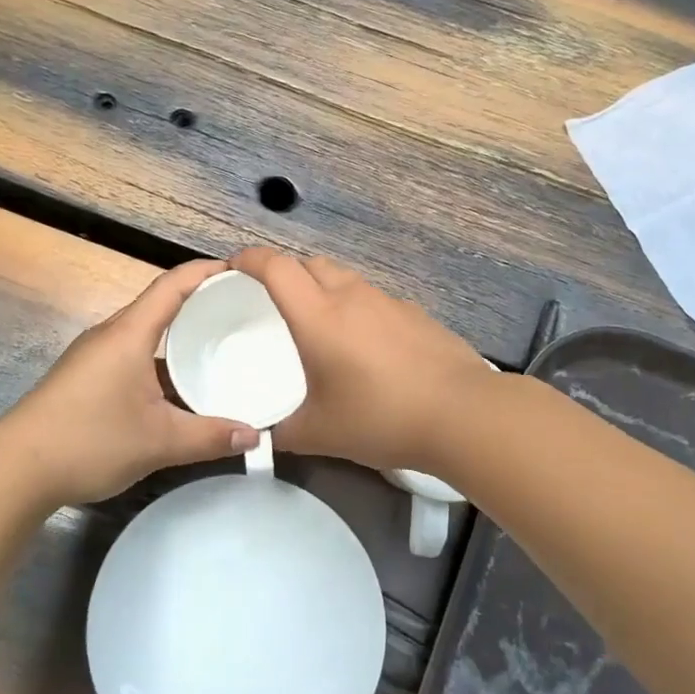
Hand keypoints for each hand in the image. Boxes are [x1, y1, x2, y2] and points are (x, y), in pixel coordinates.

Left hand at [0, 261, 259, 505]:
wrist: (15, 471)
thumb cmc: (89, 440)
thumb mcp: (159, 441)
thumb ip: (210, 437)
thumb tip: (255, 435)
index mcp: (129, 334)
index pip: (173, 285)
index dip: (207, 272)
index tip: (242, 272)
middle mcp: (110, 336)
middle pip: (160, 305)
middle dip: (201, 303)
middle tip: (241, 313)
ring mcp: (94, 357)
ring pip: (145, 334)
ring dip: (180, 336)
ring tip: (219, 348)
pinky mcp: (84, 378)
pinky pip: (132, 356)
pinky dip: (161, 361)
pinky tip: (180, 387)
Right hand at [229, 248, 492, 472]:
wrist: (461, 414)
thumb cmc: (379, 418)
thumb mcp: (318, 433)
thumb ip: (282, 431)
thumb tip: (264, 434)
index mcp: (318, 316)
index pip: (275, 267)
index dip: (249, 259)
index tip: (234, 268)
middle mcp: (352, 296)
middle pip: (311, 263)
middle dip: (287, 272)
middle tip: (275, 302)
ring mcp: (389, 302)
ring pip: (346, 278)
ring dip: (325, 288)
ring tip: (320, 323)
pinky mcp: (417, 314)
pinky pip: (375, 299)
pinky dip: (358, 308)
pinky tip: (366, 345)